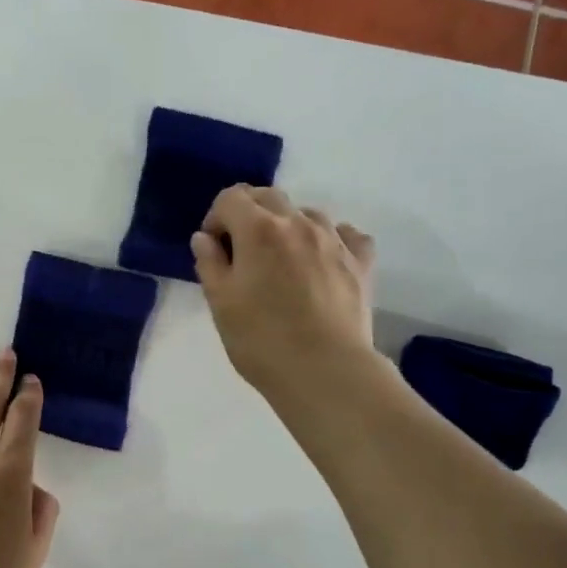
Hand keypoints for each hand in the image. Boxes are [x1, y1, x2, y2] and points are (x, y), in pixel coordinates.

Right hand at [192, 185, 376, 399]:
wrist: (324, 370)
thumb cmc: (261, 340)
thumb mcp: (220, 304)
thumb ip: (210, 264)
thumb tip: (205, 238)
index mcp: (259, 230)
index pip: (230, 198)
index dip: (216, 219)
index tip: (214, 249)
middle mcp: (298, 223)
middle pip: (269, 196)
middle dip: (249, 214)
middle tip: (242, 253)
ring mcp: (334, 239)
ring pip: (306, 213)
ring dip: (288, 227)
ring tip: (282, 263)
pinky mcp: (361, 261)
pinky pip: (345, 234)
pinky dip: (329, 239)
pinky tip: (322, 261)